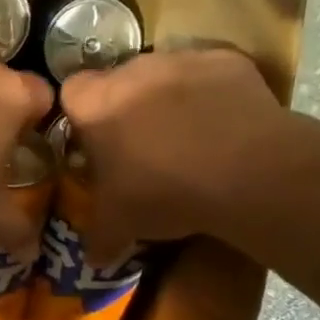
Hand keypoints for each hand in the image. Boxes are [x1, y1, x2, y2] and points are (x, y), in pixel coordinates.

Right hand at [59, 46, 286, 248]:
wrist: (248, 172)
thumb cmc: (164, 192)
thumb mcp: (119, 224)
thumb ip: (98, 237)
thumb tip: (92, 259)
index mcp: (95, 104)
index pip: (71, 92)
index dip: (82, 116)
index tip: (96, 142)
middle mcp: (132, 70)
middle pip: (119, 81)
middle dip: (126, 107)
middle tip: (141, 147)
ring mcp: (182, 60)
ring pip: (164, 75)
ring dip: (168, 99)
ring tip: (188, 139)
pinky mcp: (228, 60)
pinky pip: (209, 75)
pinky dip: (212, 95)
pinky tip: (224, 127)